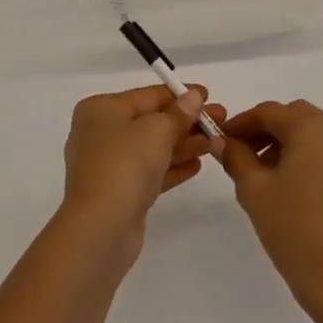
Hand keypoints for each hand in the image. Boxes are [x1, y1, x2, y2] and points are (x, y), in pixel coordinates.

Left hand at [62, 85, 224, 245]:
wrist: (100, 228)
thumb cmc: (125, 165)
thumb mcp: (156, 131)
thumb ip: (178, 113)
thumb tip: (193, 97)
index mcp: (101, 109)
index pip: (147, 95)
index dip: (180, 94)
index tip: (208, 95)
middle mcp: (101, 133)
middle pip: (151, 121)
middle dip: (187, 121)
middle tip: (221, 120)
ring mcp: (109, 164)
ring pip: (153, 148)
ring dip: (185, 144)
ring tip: (218, 144)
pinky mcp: (119, 192)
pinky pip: (150, 172)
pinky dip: (172, 167)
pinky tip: (197, 166)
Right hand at [220, 100, 322, 322]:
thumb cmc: (294, 228)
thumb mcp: (254, 191)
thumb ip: (236, 158)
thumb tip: (222, 141)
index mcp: (312, 128)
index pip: (269, 112)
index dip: (241, 122)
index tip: (219, 138)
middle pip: (295, 118)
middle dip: (265, 131)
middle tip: (240, 154)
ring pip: (313, 137)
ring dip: (286, 145)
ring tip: (261, 176)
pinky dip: (306, 160)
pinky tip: (289, 190)